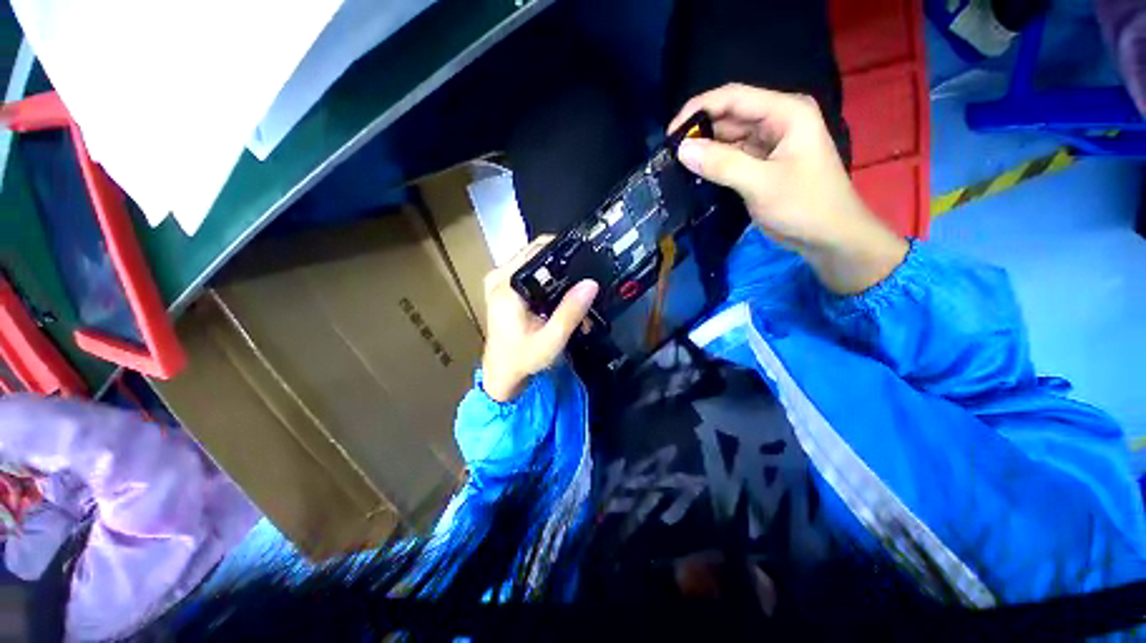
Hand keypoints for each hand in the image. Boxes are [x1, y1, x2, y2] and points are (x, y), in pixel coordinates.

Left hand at [481, 237, 598, 401]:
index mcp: (506, 285)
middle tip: (584, 282)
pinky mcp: (504, 286)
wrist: (503, 371)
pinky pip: (530, 272)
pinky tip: (560, 296)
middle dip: (563, 264)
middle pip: (537, 253)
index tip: (587, 259)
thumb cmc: (523, 358)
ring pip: (535, 261)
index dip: (565, 250)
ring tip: (575, 292)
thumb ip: (570, 312)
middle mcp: (499, 276)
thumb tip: (591, 283)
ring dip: (557, 273)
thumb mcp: (551, 339)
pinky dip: (547, 280)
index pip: (538, 250)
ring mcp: (499, 280)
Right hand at [669, 84, 908, 294]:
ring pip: (728, 138)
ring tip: (676, 165)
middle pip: (729, 116)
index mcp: (785, 112)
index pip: (733, 97)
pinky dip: (714, 164)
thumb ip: (722, 164)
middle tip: (669, 155)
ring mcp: (770, 142)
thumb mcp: (761, 184)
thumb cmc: (804, 206)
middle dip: (699, 132)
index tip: (670, 134)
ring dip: (704, 150)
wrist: (829, 237)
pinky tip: (695, 174)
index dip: (698, 109)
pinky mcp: (762, 163)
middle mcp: (777, 120)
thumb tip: (682, 150)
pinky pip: (732, 156)